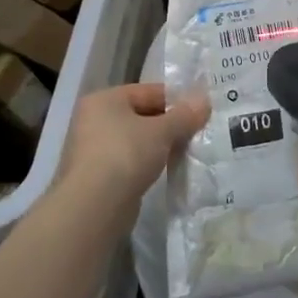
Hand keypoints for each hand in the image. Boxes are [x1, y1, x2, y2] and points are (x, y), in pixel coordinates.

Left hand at [55, 82, 208, 228]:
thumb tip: (204, 100)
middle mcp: (93, 119)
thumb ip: (184, 115)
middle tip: (198, 133)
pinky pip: (129, 161)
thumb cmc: (126, 154)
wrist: (93, 205)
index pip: (147, 91)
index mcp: (104, 99)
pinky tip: (167, 170)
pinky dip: (147, 163)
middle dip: (169, 124)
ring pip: (136, 140)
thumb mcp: (162, 131)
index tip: (201, 111)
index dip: (176, 100)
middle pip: (141, 115)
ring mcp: (92, 148)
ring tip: (186, 152)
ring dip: (159, 145)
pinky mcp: (97, 175)